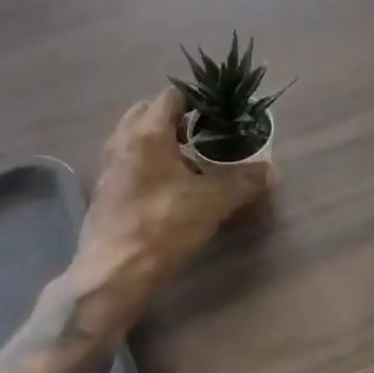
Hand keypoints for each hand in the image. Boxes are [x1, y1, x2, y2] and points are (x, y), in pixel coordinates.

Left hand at [69, 87, 271, 334]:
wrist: (112, 277)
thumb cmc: (162, 227)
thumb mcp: (212, 203)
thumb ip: (243, 181)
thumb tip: (270, 171)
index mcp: (147, 133)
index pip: (171, 95)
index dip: (197, 99)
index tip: (219, 113)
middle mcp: (122, 141)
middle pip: (148, 111)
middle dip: (175, 116)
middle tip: (203, 133)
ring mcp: (108, 167)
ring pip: (134, 136)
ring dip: (159, 139)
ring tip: (188, 158)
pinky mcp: (103, 192)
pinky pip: (127, 160)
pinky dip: (146, 161)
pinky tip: (167, 185)